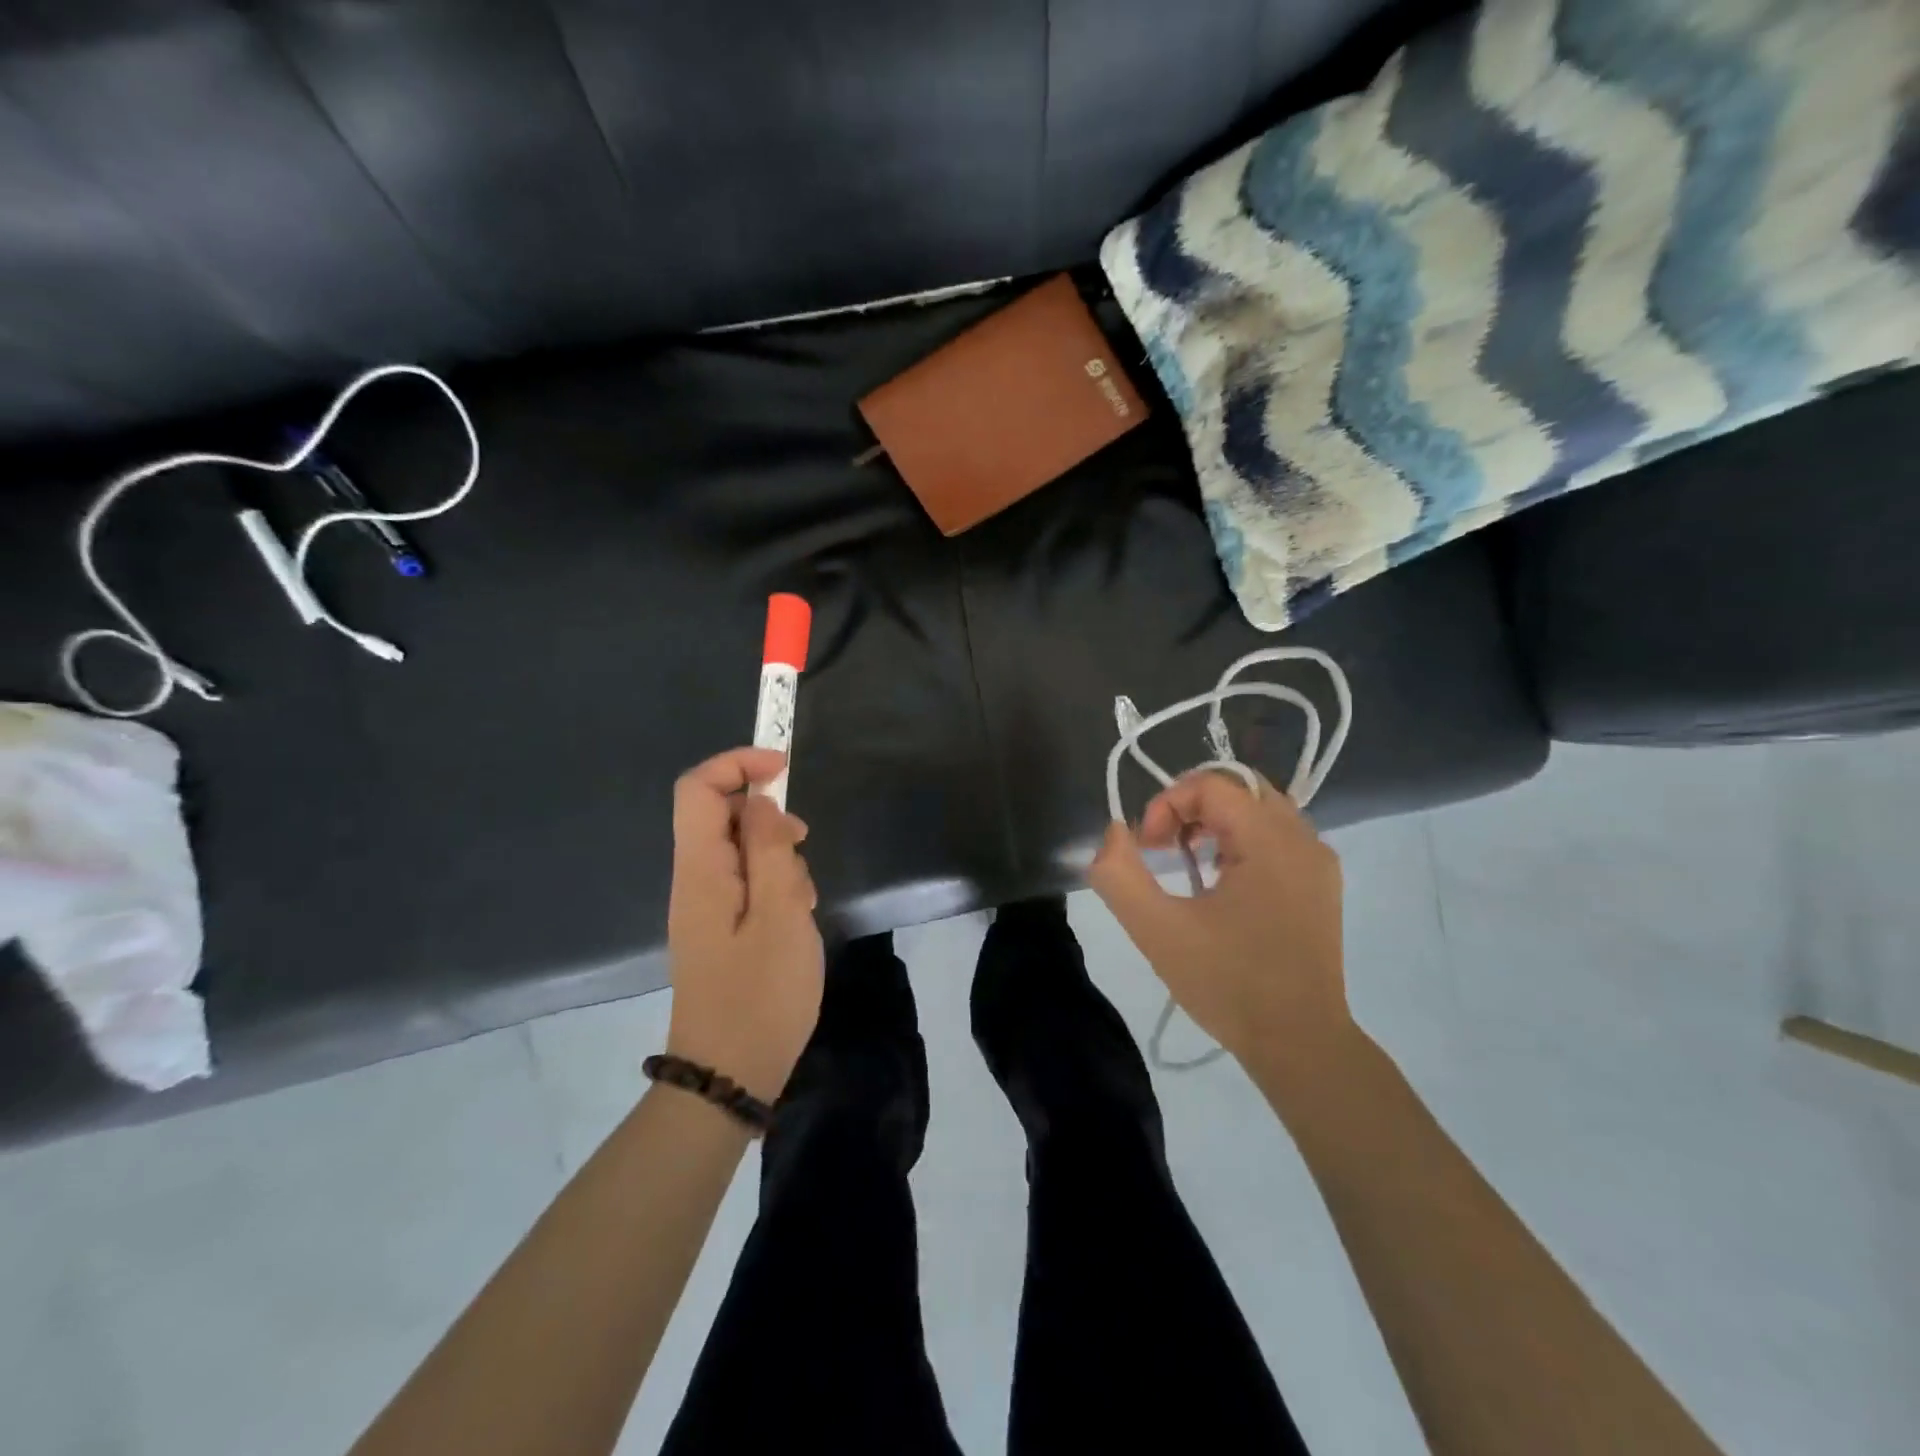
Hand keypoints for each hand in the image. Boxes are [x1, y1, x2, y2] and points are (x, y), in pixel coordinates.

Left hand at [664, 748, 823, 1102]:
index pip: (697, 788)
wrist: (729, 1075)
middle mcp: (694, 880)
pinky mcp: (719, 928)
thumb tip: (758, 801)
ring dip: (777, 857)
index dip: (737, 764)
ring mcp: (704, 906)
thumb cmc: (761, 995)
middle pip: (721, 816)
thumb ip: (768, 849)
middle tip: (801, 850)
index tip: (783, 771)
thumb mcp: (780, 915)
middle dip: (768, 818)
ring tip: (803, 900)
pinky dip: (774, 886)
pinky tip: (796, 919)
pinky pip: (745, 883)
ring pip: (739, 850)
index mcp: (700, 870)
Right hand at [1087, 769, 1351, 1079]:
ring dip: (1216, 822)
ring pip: (1260, 810)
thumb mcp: (1156, 930)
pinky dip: (1242, 841)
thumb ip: (1118, 874)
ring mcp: (1319, 862)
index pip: (1212, 784)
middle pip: (1238, 788)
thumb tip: (1115, 832)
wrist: (1300, 1045)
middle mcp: (1303, 839)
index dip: (1167, 804)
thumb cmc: (1227, 984)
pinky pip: (1278, 837)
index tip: (1147, 850)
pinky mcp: (1322, 886)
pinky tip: (1221, 883)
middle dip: (1191, 807)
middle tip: (1164, 848)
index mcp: (1269, 841)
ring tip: (1188, 863)